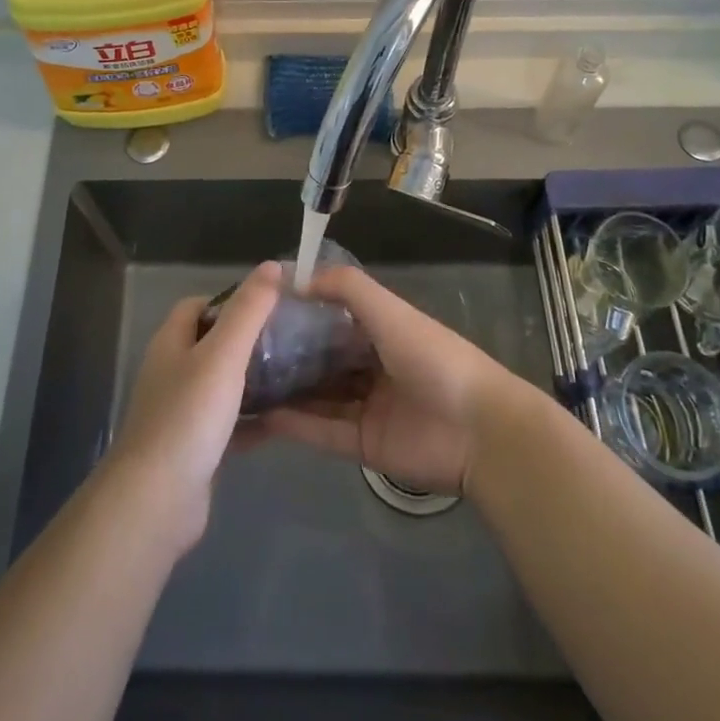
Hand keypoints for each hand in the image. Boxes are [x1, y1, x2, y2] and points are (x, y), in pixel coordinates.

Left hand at [108, 261, 280, 551]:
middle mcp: (172, 372)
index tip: (269, 305)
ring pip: (221, 384)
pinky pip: (228, 423)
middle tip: (289, 340)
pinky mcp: (194, 448)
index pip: (198, 305)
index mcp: (171, 343)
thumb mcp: (223, 354)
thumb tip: (272, 265)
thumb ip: (248, 310)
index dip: (231, 299)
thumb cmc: (189, 416)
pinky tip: (283, 420)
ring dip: (252, 379)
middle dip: (248, 339)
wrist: (157, 501)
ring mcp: (181, 412)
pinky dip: (252, 419)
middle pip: (211, 343)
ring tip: (294, 374)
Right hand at [262, 265, 525, 495]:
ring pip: (317, 395)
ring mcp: (366, 407)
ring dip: (286, 389)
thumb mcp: (389, 310)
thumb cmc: (433, 357)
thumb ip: (345, 288)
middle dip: (288, 354)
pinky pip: (322, 430)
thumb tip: (294, 276)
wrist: (478, 430)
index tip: (259, 307)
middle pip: (322, 358)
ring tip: (241, 382)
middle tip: (241, 348)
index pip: (333, 318)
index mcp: (382, 331)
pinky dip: (295, 424)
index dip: (301, 311)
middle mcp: (371, 366)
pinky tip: (261, 414)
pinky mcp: (363, 444)